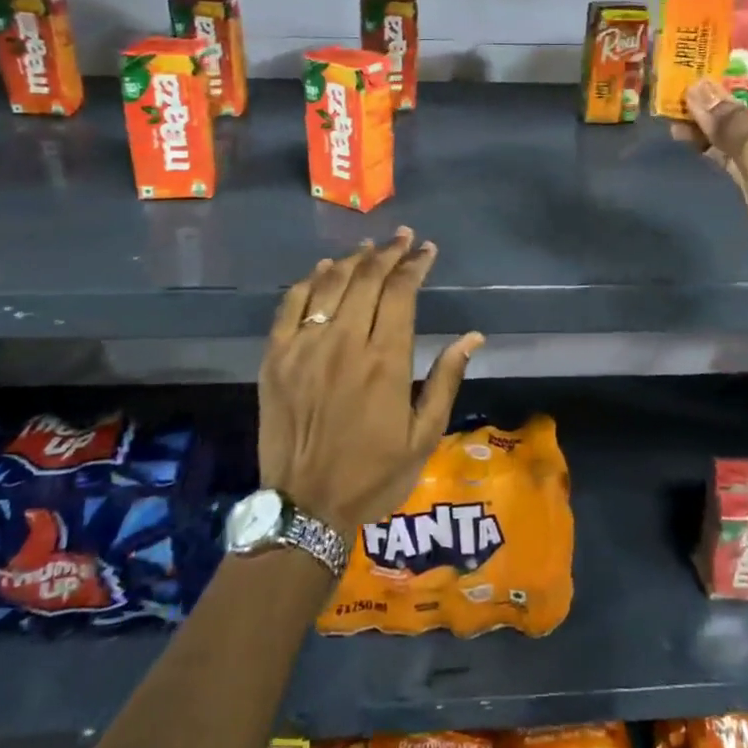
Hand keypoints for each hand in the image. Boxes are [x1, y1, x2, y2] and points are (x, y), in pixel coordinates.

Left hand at [258, 229, 483, 537]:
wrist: (304, 509)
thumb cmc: (373, 475)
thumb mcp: (424, 436)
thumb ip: (446, 380)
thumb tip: (473, 337)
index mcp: (384, 361)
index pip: (400, 292)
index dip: (415, 265)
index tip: (426, 250)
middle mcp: (343, 344)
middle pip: (366, 279)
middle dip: (389, 252)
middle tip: (403, 237)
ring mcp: (303, 348)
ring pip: (330, 284)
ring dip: (353, 259)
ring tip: (370, 247)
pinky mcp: (275, 358)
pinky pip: (290, 305)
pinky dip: (309, 281)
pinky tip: (323, 270)